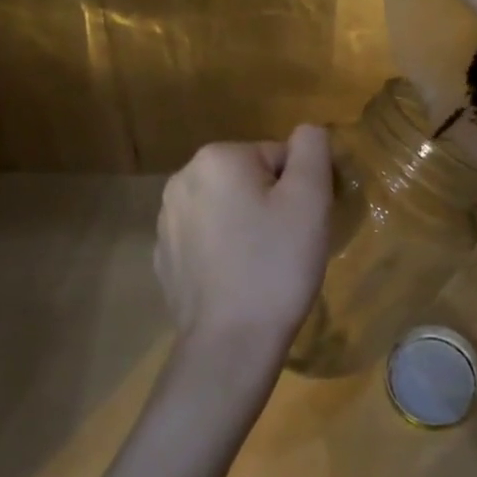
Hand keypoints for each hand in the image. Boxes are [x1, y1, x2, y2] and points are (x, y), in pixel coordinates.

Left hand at [154, 126, 333, 363]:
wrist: (230, 344)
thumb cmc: (276, 264)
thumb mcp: (311, 197)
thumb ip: (312, 148)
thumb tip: (306, 132)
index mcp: (217, 158)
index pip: (279, 156)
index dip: (300, 189)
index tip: (303, 224)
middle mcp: (182, 179)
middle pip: (250, 178)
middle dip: (272, 204)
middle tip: (288, 244)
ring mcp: (166, 220)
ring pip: (228, 207)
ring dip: (248, 225)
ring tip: (263, 265)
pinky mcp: (164, 257)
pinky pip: (207, 238)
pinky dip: (225, 250)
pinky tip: (238, 280)